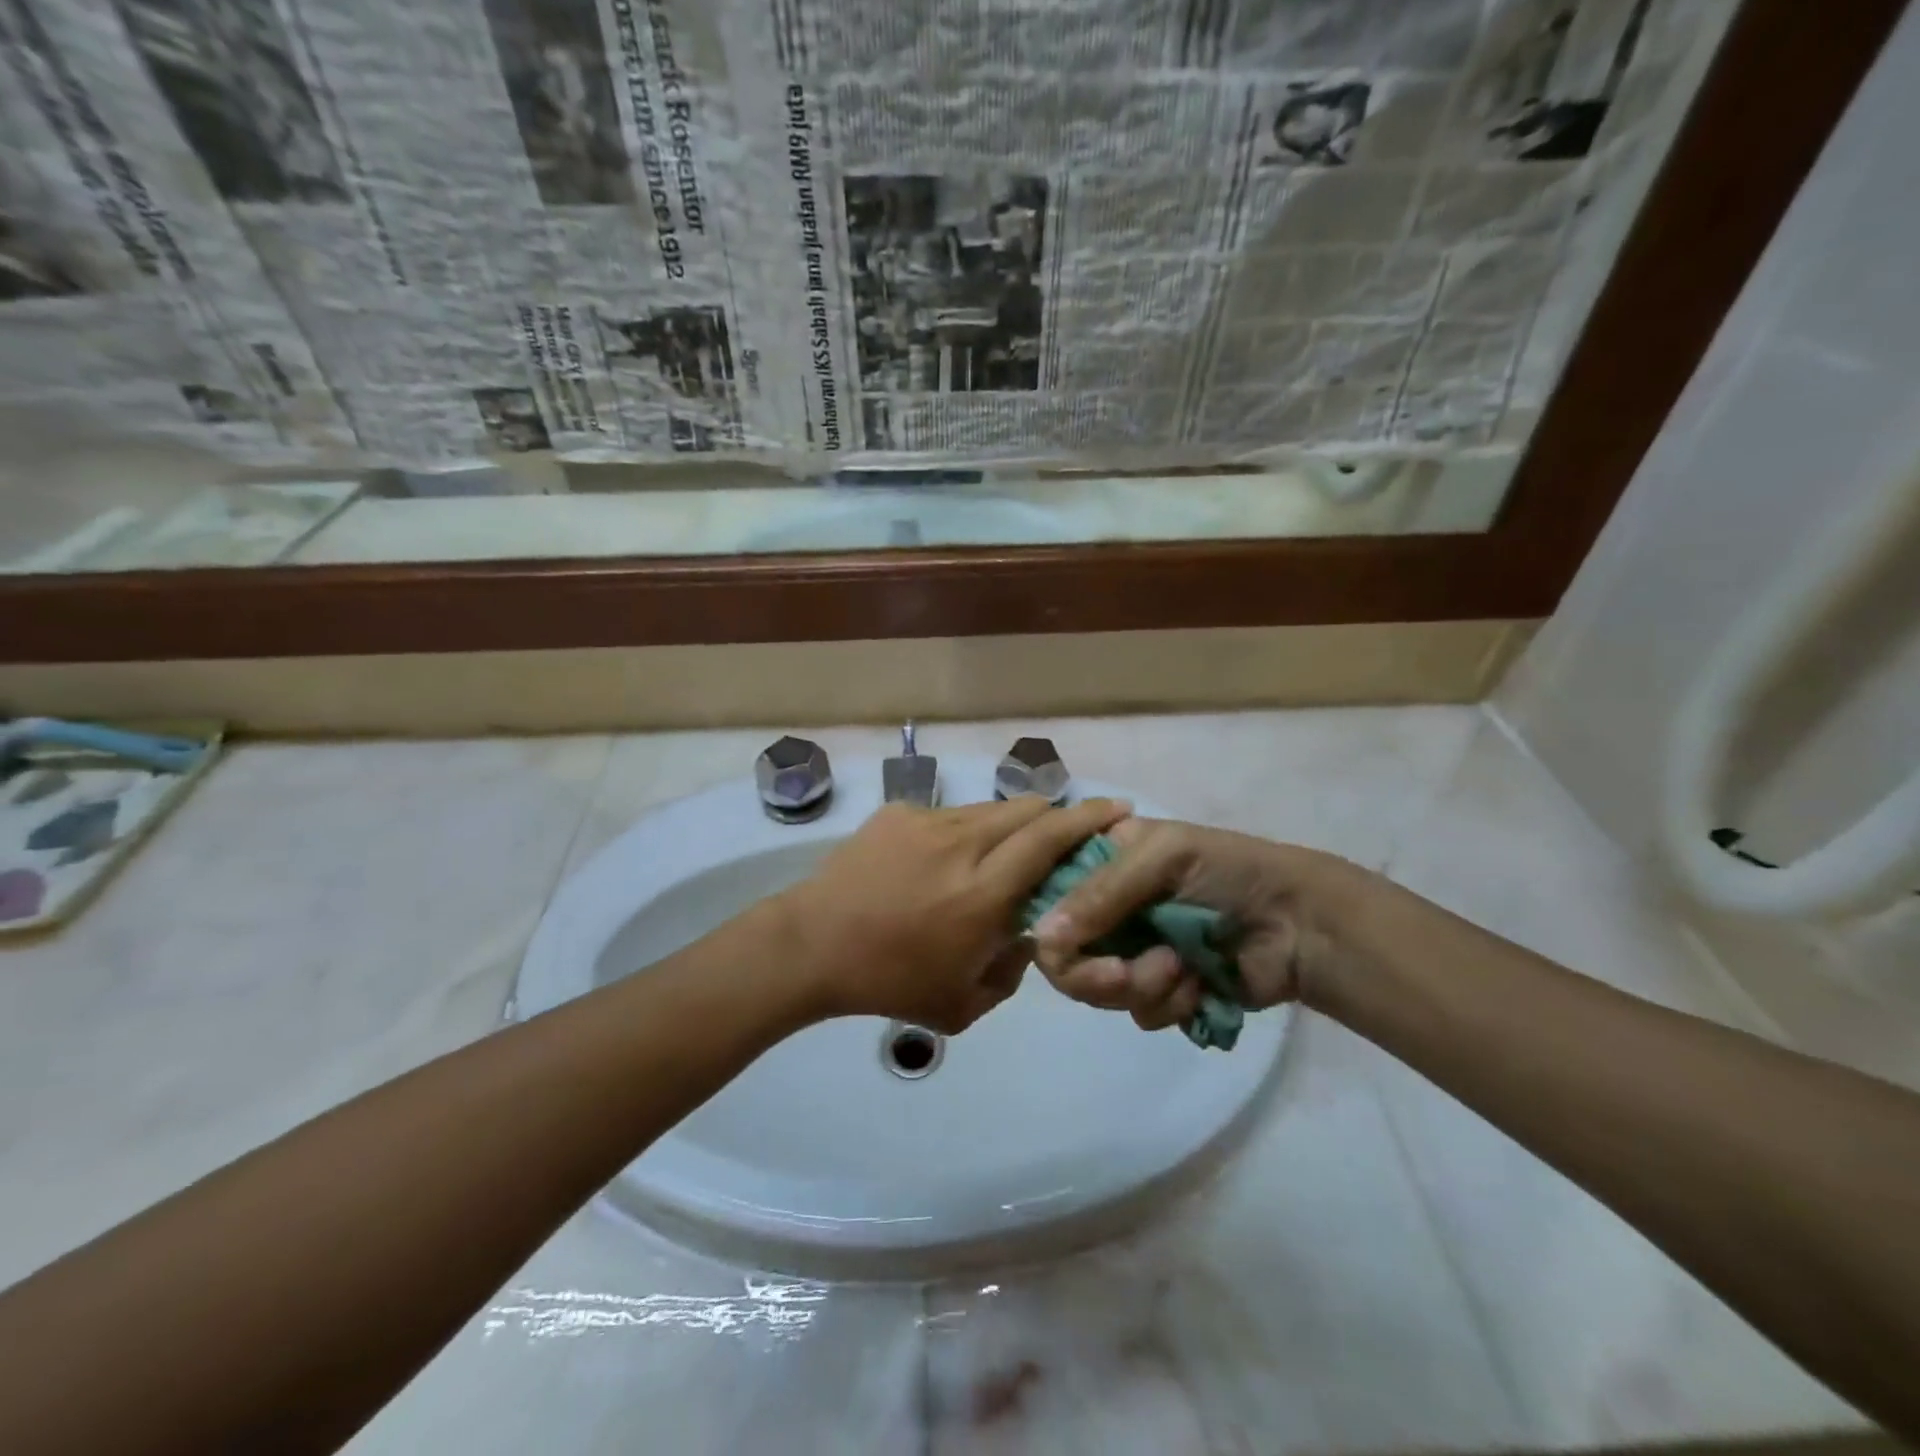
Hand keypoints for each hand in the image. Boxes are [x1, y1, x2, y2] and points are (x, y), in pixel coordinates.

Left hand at [780, 795, 1129, 1032]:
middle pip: (1027, 809)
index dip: (1089, 818)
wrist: (811, 945)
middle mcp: (962, 844)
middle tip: (1068, 834)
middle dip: (1058, 814)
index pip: (1050, 839)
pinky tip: (947, 860)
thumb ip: (1012, 972)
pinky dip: (966, 831)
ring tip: (1006, 850)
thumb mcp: (963, 1005)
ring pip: (989, 808)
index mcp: (983, 893)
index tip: (1119, 808)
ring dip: (1011, 823)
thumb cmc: (889, 983)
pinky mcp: (898, 813)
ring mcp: (927, 821)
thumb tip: (1030, 933)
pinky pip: (949, 815)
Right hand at [1029, 818, 1366, 1028]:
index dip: (1049, 925)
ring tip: (1181, 968)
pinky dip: (1169, 1002)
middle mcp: (1107, 907)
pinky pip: (1140, 1012)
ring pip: (1098, 990)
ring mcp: (1133, 950)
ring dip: (1140, 985)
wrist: (1300, 922)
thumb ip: (1099, 894)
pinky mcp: (1163, 989)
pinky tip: (1199, 983)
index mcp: (1100, 861)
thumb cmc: (1229, 871)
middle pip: (1064, 955)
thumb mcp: (1162, 858)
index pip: (1046, 895)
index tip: (1067, 944)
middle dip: (1094, 973)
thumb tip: (1039, 938)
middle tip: (1125, 974)